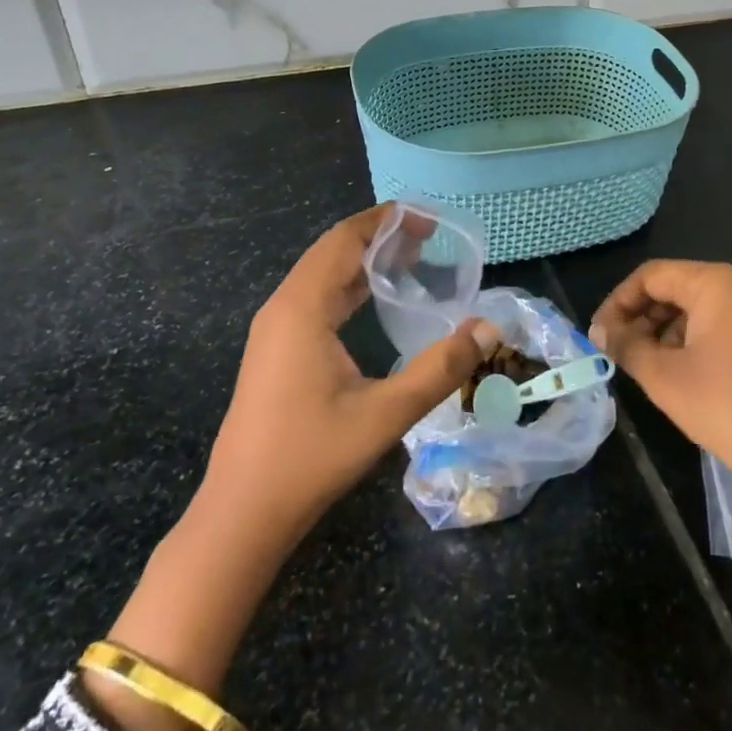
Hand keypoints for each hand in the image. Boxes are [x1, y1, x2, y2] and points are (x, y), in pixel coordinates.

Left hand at [85, 204, 497, 730]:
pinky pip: (315, 298)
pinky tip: (375, 300)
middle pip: (332, 251)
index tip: (427, 218)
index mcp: (302, 307)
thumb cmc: (311, 457)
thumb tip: (488, 330)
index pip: (344, 240)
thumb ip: (441, 369)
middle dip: (378, 236)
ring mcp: (274, 330)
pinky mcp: (276, 351)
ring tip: (410, 259)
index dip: (385, 220)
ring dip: (363, 260)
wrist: (243, 512)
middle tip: (428, 236)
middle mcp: (283, 307)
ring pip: (322, 275)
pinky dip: (348, 286)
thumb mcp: (386, 413)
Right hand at [591, 261, 731, 671]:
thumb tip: (600, 332)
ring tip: (646, 366)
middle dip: (641, 316)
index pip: (652, 276)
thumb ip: (625, 345)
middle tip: (617, 351)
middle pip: (677, 287)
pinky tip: (683, 374)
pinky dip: (694, 341)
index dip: (618, 302)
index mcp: (716, 283)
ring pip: (699, 308)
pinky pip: (723, 325)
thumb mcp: (663, 376)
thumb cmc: (725, 408)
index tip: (598, 335)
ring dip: (666, 330)